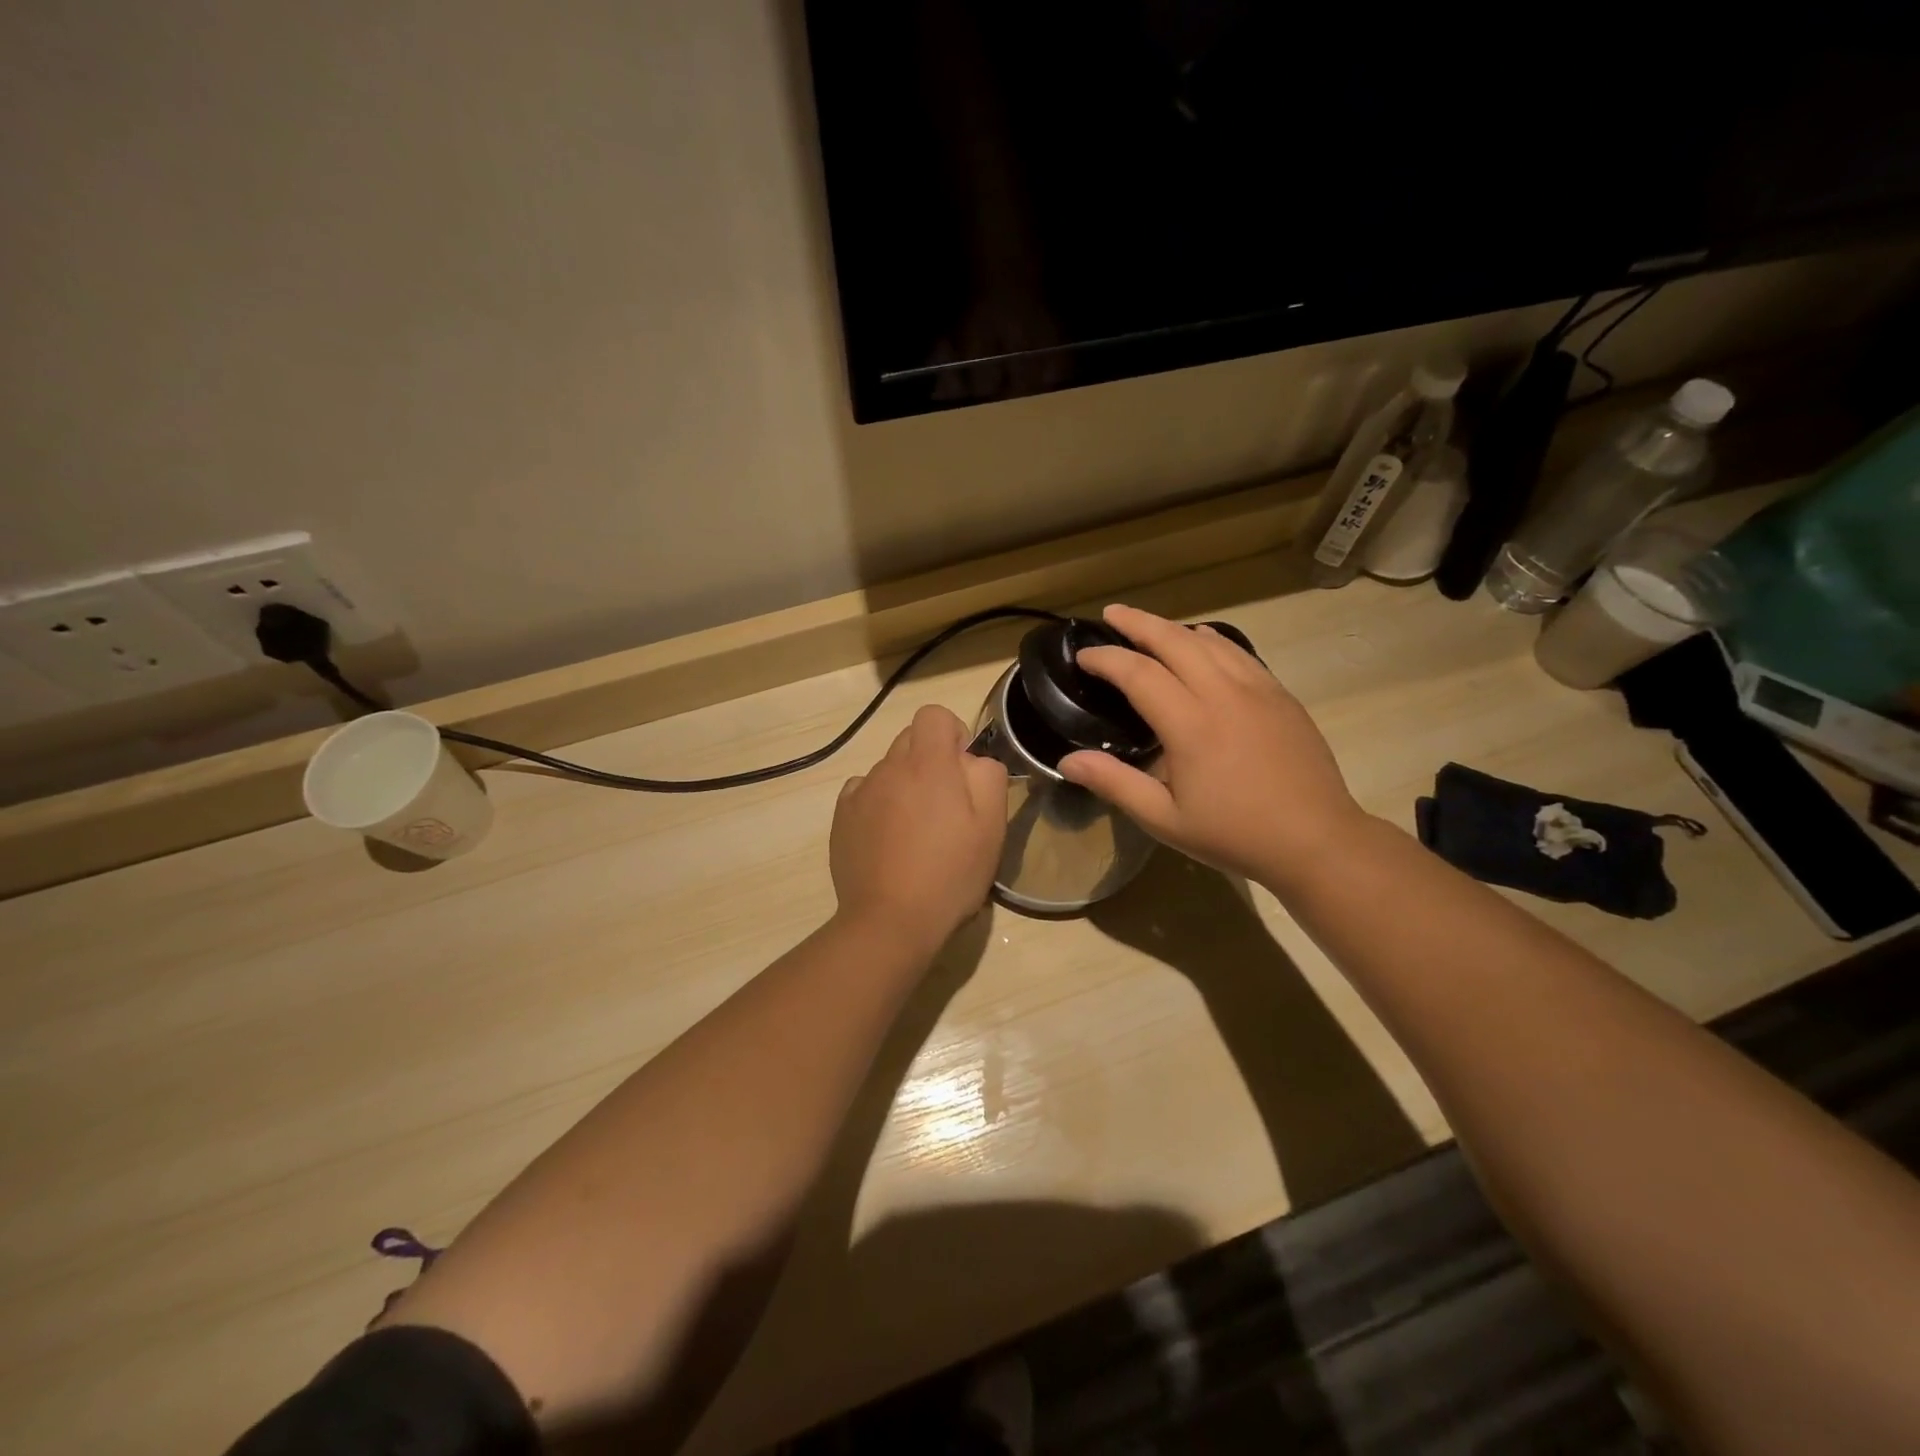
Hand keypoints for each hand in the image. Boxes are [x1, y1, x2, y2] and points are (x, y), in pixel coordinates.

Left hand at [831, 705, 1008, 948]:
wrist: (890, 921)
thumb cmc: (950, 874)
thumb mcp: (992, 826)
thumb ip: (988, 777)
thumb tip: (973, 760)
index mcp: (928, 764)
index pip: (934, 715)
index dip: (953, 733)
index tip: (962, 770)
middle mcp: (889, 767)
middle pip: (910, 739)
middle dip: (930, 760)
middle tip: (945, 805)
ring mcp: (860, 792)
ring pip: (887, 768)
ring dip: (904, 784)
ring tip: (916, 830)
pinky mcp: (841, 817)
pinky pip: (863, 793)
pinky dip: (878, 804)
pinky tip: (888, 839)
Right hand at [1057, 605, 1369, 890]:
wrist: (1317, 840)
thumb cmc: (1234, 835)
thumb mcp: (1164, 819)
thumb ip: (1115, 783)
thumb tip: (1067, 760)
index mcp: (1190, 724)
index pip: (1138, 673)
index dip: (1106, 658)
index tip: (1084, 655)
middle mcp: (1223, 694)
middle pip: (1175, 640)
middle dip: (1138, 623)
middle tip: (1112, 613)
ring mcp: (1258, 689)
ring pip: (1210, 640)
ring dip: (1174, 627)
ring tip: (1150, 627)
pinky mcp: (1281, 695)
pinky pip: (1240, 653)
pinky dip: (1212, 639)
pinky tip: (1204, 641)